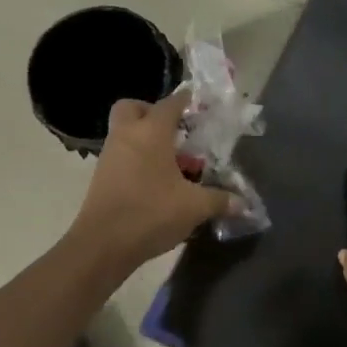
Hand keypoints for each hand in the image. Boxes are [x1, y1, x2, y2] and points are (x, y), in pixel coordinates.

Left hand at [69, 91, 235, 269]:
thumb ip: (220, 200)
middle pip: (133, 107)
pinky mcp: (101, 177)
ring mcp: (110, 156)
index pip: (170, 103)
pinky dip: (137, 160)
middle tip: (174, 130)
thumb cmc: (151, 213)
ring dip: (146, 140)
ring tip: (173, 163)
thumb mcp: (194, 207)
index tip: (199, 103)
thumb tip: (244, 204)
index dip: (186, 100)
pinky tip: (157, 182)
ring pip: (126, 133)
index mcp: (151, 133)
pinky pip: (121, 155)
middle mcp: (127, 136)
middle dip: (152, 112)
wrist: (102, 245)